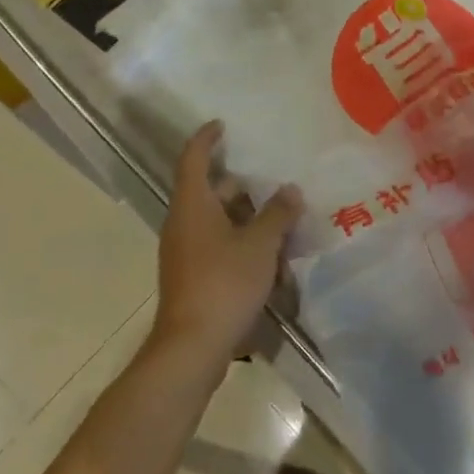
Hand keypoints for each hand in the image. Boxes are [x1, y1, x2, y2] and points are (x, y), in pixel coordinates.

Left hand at [151, 122, 302, 370]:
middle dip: (237, 182)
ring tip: (276, 214)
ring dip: (242, 214)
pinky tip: (267, 253)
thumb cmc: (223, 283)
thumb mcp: (260, 245)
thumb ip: (277, 214)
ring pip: (214, 219)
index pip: (193, 158)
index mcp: (192, 205)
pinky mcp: (191, 277)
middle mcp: (183, 223)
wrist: (191, 349)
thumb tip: (290, 190)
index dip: (206, 138)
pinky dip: (238, 239)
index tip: (221, 125)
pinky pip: (215, 244)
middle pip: (207, 190)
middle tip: (267, 176)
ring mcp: (184, 252)